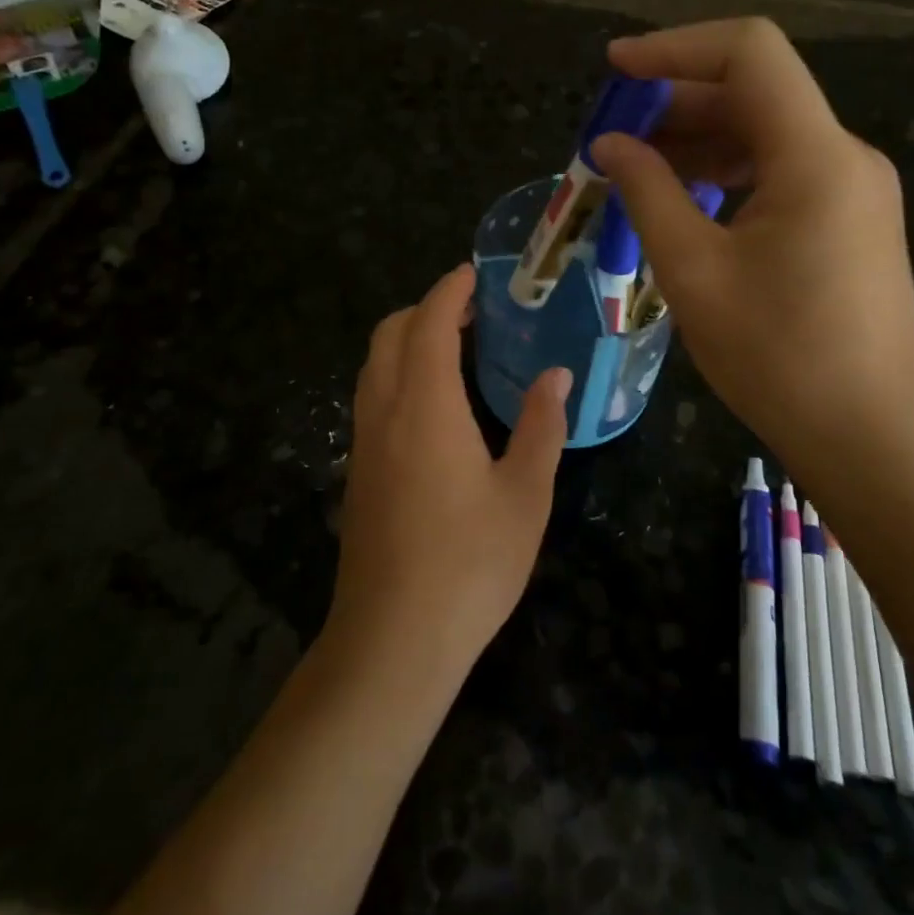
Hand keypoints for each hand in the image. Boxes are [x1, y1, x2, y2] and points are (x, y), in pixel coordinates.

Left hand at [327, 265, 570, 688]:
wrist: (393, 639)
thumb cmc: (469, 565)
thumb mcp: (525, 495)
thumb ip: (541, 427)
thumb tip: (555, 375)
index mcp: (425, 406)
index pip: (428, 324)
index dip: (449, 292)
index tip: (473, 275)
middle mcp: (384, 412)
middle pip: (389, 334)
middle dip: (424, 309)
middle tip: (471, 314)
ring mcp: (364, 443)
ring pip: (374, 366)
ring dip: (407, 341)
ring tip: (455, 351)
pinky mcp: (358, 471)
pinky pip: (372, 397)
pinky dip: (398, 374)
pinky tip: (435, 406)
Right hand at [590, 18, 913, 459]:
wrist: (869, 434)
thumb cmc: (777, 356)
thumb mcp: (693, 271)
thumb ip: (647, 192)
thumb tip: (610, 143)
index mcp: (814, 156)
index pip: (749, 53)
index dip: (676, 47)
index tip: (616, 69)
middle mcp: (844, 155)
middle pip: (755, 91)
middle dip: (677, 100)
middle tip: (613, 132)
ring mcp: (853, 188)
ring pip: (767, 132)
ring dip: (698, 138)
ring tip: (636, 167)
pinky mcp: (850, 219)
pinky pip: (781, 170)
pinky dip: (727, 171)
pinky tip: (685, 198)